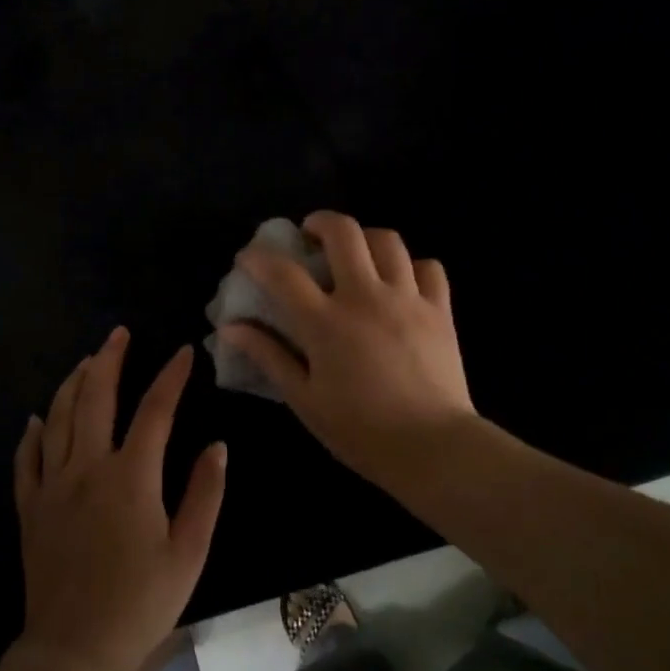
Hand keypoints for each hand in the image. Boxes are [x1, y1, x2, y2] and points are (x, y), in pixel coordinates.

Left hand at [13, 328, 225, 670]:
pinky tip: (36, 419)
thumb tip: (217, 446)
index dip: (171, 377)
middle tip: (119, 334)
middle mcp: (87, 469)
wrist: (75, 649)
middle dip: (109, 360)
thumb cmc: (141, 602)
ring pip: (57, 419)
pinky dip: (32, 434)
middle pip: (95, 399)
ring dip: (71, 384)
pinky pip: (26, 460)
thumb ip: (205, 494)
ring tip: (86, 361)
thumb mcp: (189, 552)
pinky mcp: (31, 508)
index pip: (155, 411)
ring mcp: (53, 486)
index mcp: (131, 477)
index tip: (185, 351)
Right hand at [217, 211, 475, 490]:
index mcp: (326, 323)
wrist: (433, 448)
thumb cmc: (360, 431)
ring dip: (364, 238)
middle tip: (309, 236)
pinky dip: (411, 266)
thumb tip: (230, 329)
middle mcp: (365, 297)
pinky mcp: (439, 310)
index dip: (258, 258)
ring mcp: (407, 299)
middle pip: (343, 233)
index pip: (283, 273)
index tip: (248, 258)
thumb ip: (268, 356)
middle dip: (320, 222)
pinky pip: (428, 268)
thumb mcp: (304, 399)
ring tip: (355, 254)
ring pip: (388, 241)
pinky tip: (400, 282)